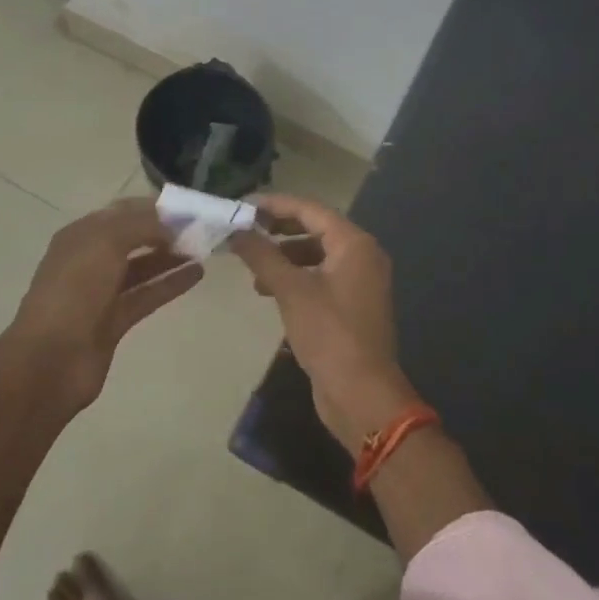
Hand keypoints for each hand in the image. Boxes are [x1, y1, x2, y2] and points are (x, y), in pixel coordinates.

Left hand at [9, 198, 202, 407]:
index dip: (153, 207)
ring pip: (142, 267)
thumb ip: (141, 226)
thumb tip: (170, 224)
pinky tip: (197, 274)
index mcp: (81, 235)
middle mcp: (90, 260)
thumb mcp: (106, 243)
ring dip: (170, 256)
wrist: (50, 359)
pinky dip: (170, 284)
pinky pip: (147, 294)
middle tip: (201, 228)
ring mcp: (101, 292)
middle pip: (133, 238)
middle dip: (164, 231)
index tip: (188, 206)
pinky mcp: (114, 321)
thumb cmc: (75, 290)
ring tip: (204, 248)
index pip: (121, 211)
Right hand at [229, 194, 419, 453]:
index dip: (275, 204)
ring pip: (316, 254)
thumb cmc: (329, 334)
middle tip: (245, 232)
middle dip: (278, 230)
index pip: (310, 209)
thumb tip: (236, 230)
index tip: (243, 207)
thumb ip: (262, 255)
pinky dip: (296, 277)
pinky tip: (270, 291)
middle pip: (315, 229)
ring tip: (253, 269)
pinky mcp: (352, 305)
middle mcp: (362, 255)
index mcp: (354, 244)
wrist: (362, 395)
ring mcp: (360, 281)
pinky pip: (320, 277)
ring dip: (284, 256)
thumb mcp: (291, 290)